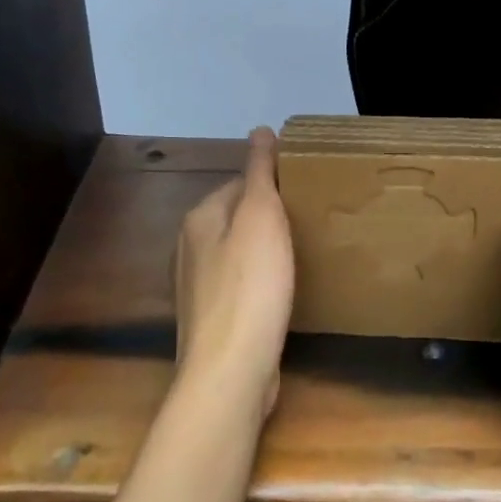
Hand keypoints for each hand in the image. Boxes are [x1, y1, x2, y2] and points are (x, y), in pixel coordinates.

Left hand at [174, 128, 295, 417]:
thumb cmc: (251, 287)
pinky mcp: (212, 320)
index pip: (240, 183)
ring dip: (266, 252)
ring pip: (238, 253)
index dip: (274, 185)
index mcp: (200, 217)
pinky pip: (240, 286)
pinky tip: (282, 294)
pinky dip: (261, 283)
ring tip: (302, 256)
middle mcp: (190, 247)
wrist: (230, 372)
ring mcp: (197, 287)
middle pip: (238, 218)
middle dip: (270, 219)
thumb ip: (260, 172)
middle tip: (310, 225)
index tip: (306, 195)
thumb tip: (260, 129)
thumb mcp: (262, 218)